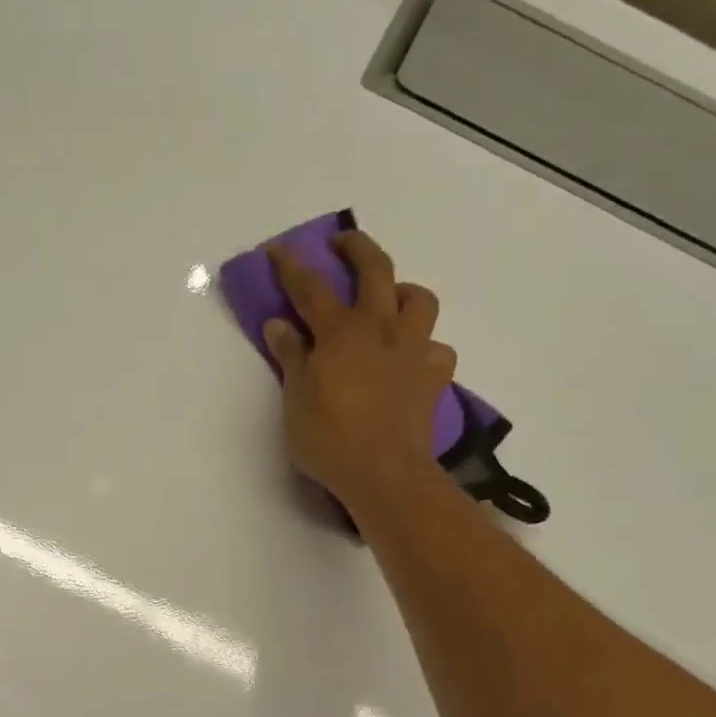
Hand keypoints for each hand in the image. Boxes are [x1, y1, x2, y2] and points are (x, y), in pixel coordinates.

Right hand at [263, 230, 456, 506]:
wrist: (385, 473)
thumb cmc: (330, 438)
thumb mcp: (296, 400)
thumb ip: (291, 357)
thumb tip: (279, 324)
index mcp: (341, 332)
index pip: (311, 288)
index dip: (292, 266)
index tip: (279, 248)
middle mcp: (382, 329)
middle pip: (376, 269)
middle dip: (356, 248)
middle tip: (341, 243)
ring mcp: (414, 350)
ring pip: (419, 299)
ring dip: (401, 290)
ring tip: (389, 301)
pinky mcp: (434, 377)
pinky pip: (436, 348)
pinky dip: (423, 347)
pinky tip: (410, 360)